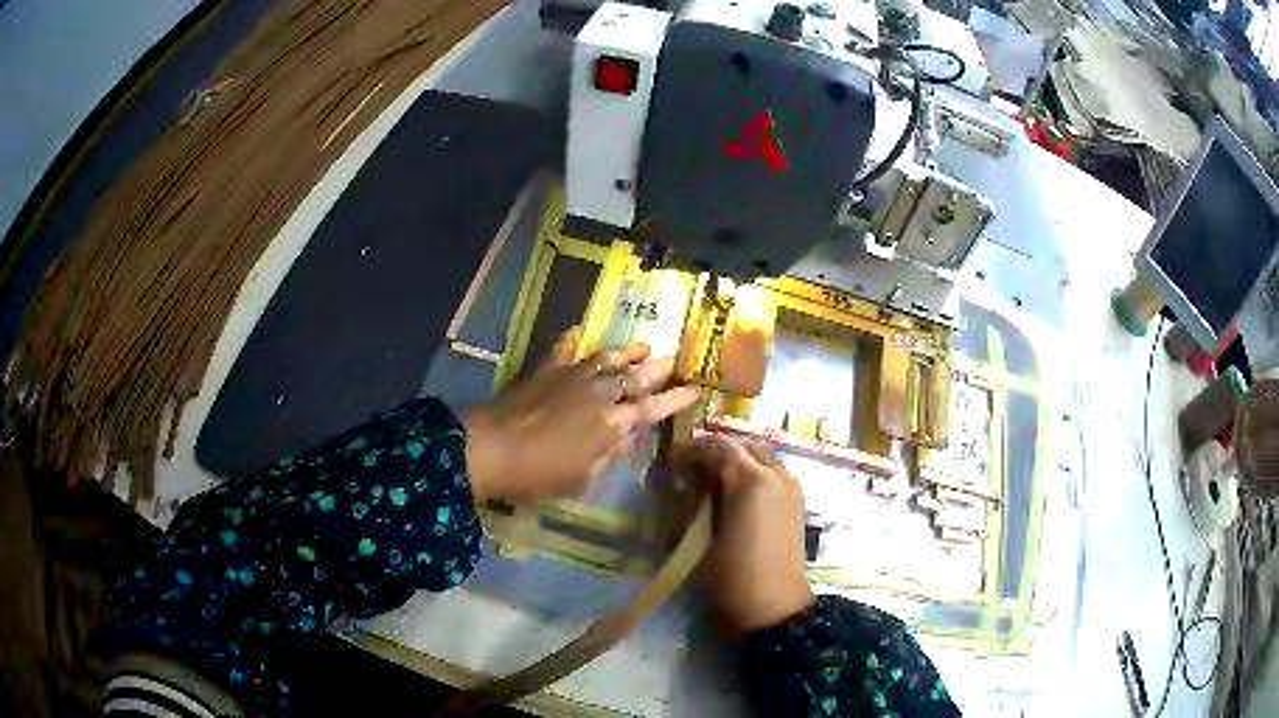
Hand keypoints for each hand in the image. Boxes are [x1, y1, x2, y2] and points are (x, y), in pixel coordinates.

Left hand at [464, 328, 699, 503]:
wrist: (490, 449)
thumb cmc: (537, 475)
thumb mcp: (582, 478)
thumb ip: (611, 454)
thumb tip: (632, 435)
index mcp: (610, 424)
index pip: (651, 409)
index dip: (674, 400)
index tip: (695, 390)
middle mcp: (597, 394)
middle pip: (634, 377)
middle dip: (656, 369)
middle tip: (672, 360)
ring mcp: (570, 377)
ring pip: (606, 358)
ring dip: (627, 351)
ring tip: (644, 344)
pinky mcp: (544, 370)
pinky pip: (561, 350)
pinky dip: (570, 339)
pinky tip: (578, 330)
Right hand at [679, 435, 814, 636]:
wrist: (772, 605)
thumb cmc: (731, 572)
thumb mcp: (704, 533)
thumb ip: (698, 498)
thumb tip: (687, 479)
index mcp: (752, 480)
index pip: (718, 447)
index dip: (692, 449)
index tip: (671, 461)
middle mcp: (776, 475)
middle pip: (743, 445)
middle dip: (716, 450)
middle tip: (690, 468)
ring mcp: (791, 486)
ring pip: (760, 456)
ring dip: (735, 460)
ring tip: (710, 479)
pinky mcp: (796, 501)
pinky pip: (772, 472)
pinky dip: (751, 472)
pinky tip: (734, 494)